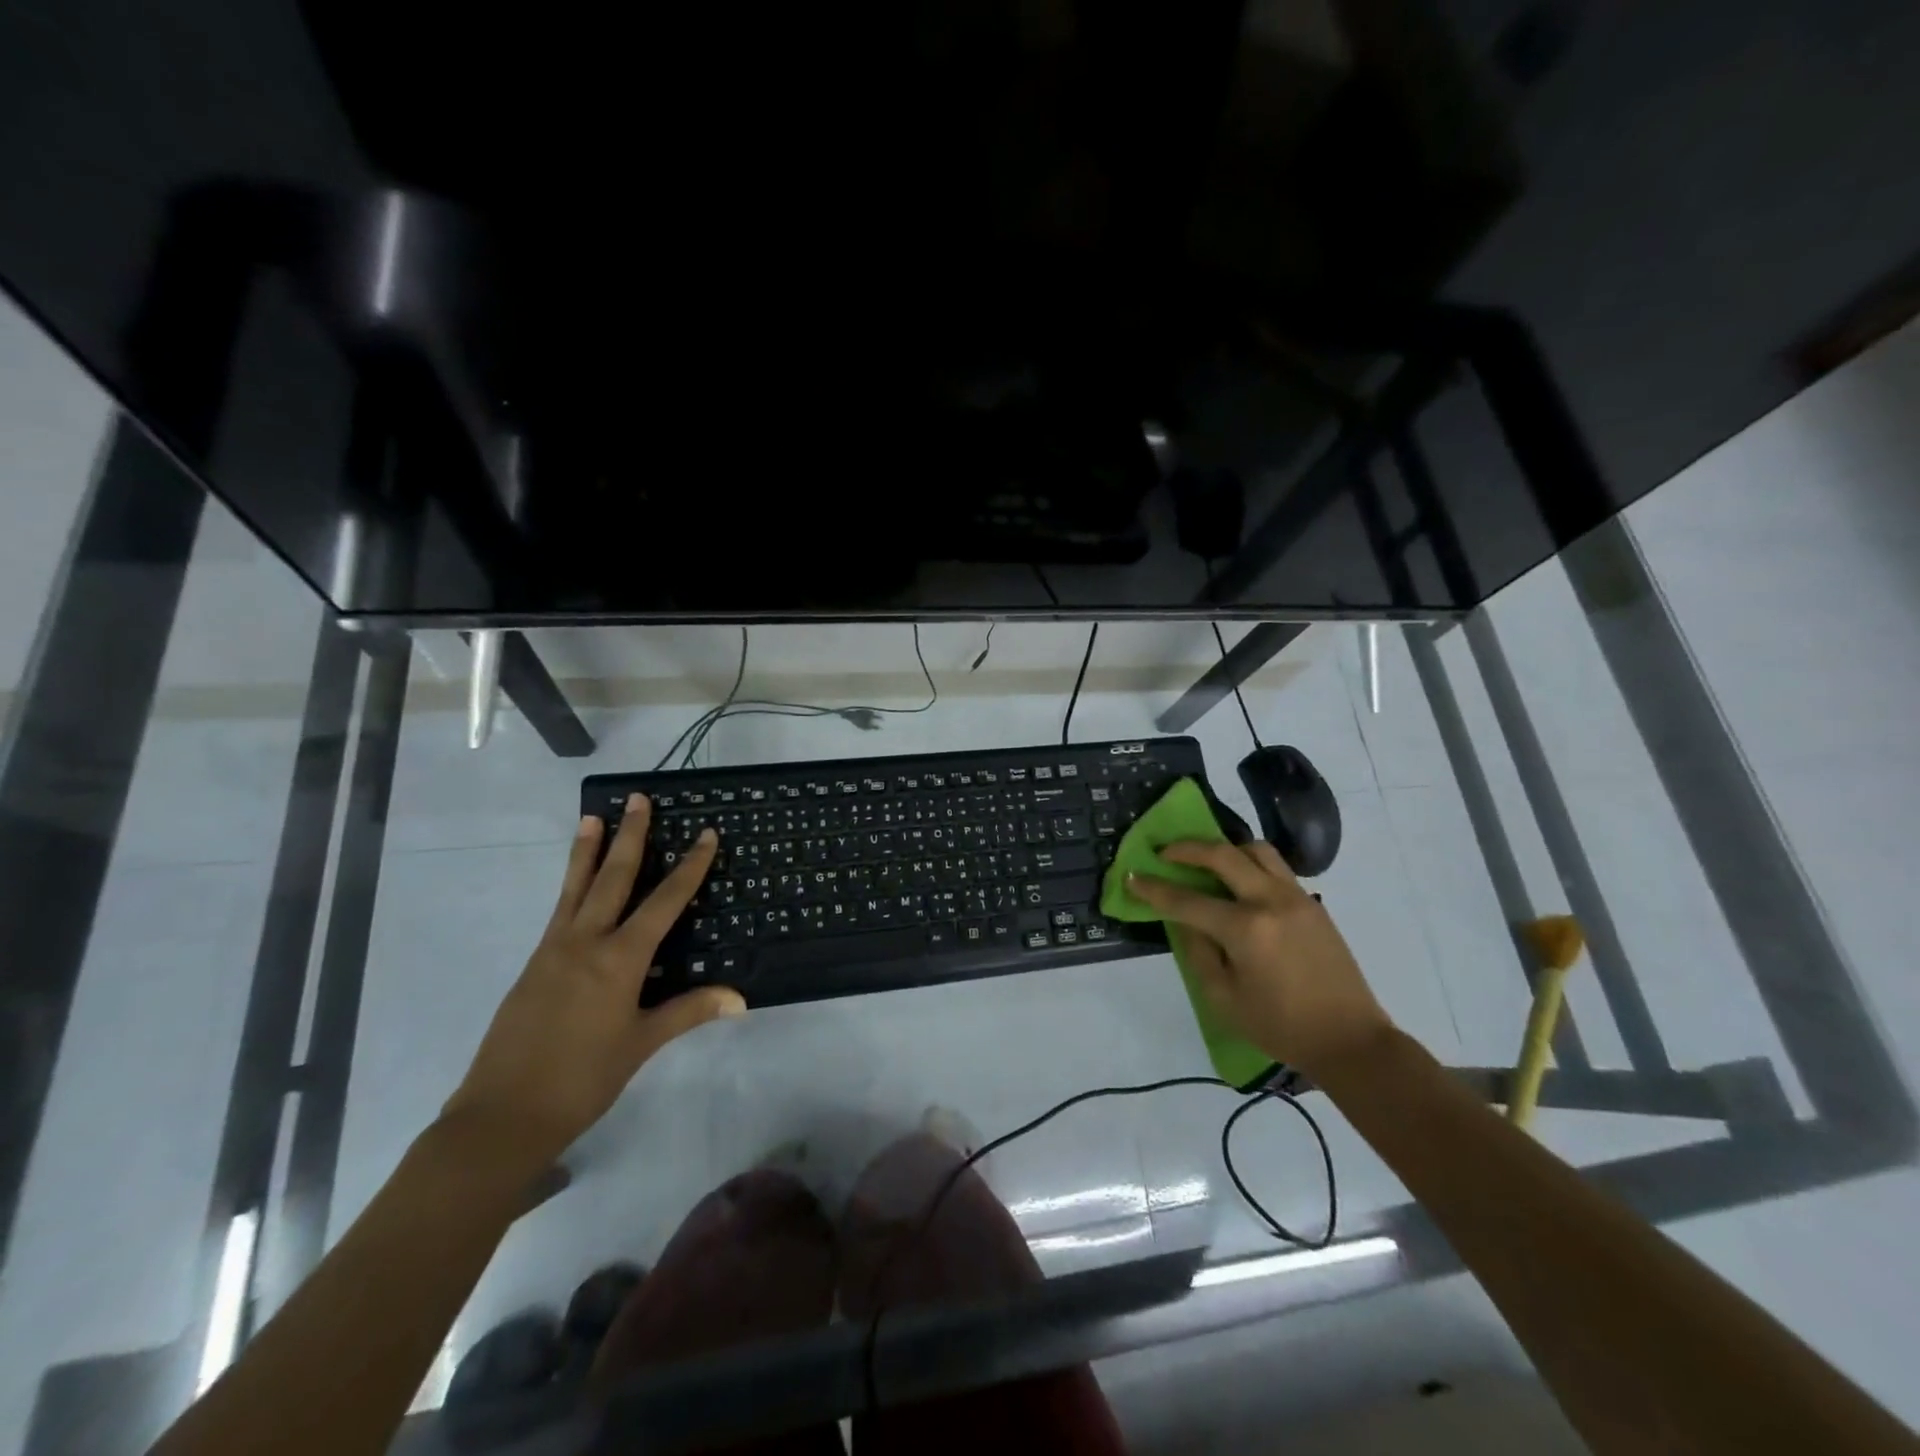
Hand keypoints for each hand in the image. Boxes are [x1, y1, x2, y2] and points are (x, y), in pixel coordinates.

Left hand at [442, 796, 744, 1170]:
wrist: (502, 1116)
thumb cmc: (583, 1079)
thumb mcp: (642, 1044)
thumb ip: (688, 1011)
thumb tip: (740, 998)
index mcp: (619, 959)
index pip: (664, 901)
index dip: (690, 866)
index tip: (706, 834)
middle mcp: (585, 942)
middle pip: (613, 877)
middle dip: (630, 836)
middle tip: (638, 799)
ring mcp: (553, 950)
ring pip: (575, 888)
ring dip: (588, 850)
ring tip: (593, 817)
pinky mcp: (533, 965)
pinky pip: (559, 912)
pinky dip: (571, 886)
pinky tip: (576, 884)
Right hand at [1126, 840, 1392, 1079]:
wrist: (1350, 1040)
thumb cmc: (1281, 1027)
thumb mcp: (1224, 999)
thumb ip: (1198, 953)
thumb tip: (1184, 921)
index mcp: (1245, 929)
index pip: (1187, 900)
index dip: (1154, 888)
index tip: (1132, 876)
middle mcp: (1270, 901)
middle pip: (1222, 855)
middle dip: (1187, 849)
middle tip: (1164, 852)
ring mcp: (1296, 897)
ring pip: (1256, 850)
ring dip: (1225, 849)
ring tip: (1207, 861)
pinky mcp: (1313, 904)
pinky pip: (1276, 867)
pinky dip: (1251, 863)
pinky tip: (1240, 883)